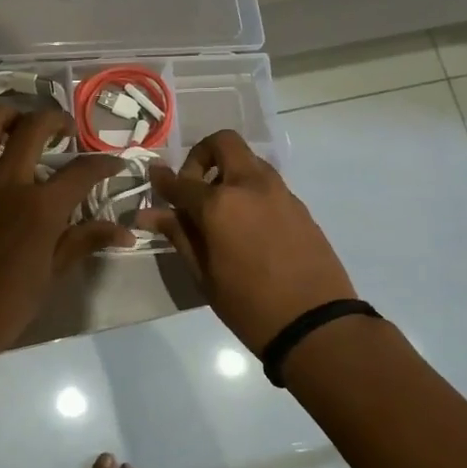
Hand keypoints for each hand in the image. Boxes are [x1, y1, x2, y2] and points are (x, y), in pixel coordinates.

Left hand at [0, 105, 130, 363]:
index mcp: (41, 208)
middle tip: (64, 130)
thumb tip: (126, 232)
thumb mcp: (51, 274)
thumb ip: (84, 241)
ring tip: (17, 122)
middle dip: (57, 120)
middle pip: (35, 128)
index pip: (83, 171)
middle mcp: (7, 182)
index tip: (114, 162)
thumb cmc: (5, 304)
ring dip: (7, 114)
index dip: (105, 162)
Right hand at [139, 130, 355, 351]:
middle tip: (194, 186)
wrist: (316, 324)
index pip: (181, 181)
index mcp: (219, 204)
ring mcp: (279, 192)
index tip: (153, 178)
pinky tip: (246, 224)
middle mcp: (249, 186)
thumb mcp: (204, 274)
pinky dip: (249, 189)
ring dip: (228, 170)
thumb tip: (150, 214)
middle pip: (223, 143)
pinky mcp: (299, 205)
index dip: (162, 179)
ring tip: (220, 208)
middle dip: (202, 155)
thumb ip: (179, 235)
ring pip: (248, 160)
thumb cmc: (249, 305)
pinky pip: (267, 182)